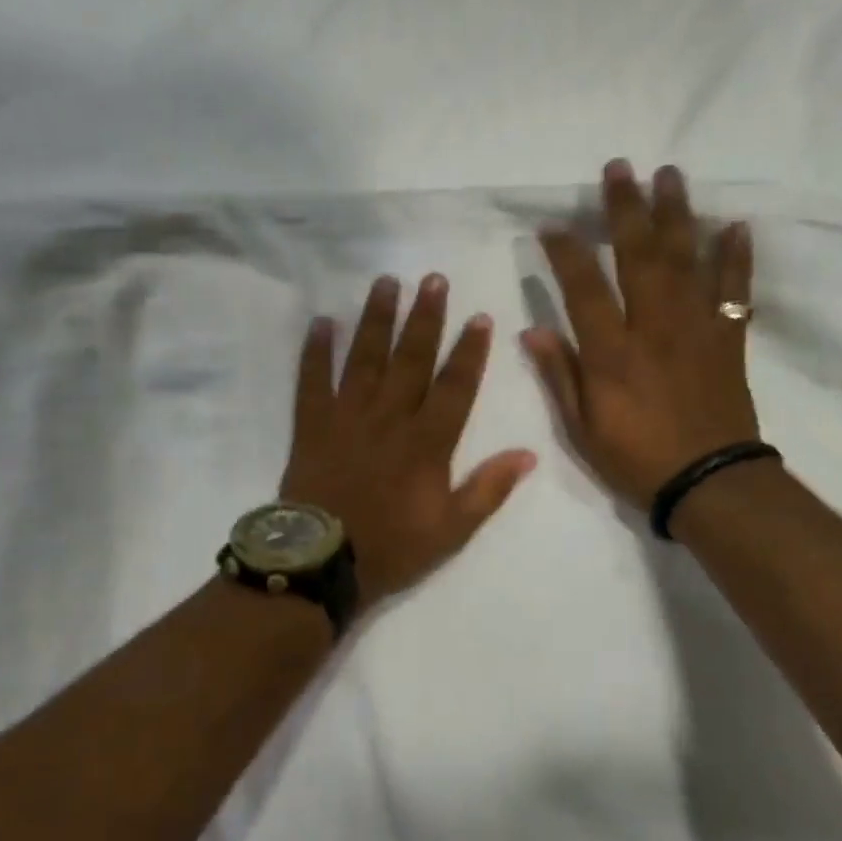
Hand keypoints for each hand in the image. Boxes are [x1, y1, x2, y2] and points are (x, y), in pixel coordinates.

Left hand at [282, 273, 536, 614]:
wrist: (321, 561)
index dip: (469, 351)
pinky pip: (312, 380)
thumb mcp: (452, 530)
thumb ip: (489, 489)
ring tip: (386, 282)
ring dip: (377, 319)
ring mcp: (347, 417)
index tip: (479, 316)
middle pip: (411, 359)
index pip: (455, 386)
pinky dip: (316, 351)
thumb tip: (529, 454)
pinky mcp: (312, 425)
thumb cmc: (392, 547)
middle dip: (425, 318)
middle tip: (433, 279)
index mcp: (427, 442)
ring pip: (365, 358)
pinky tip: (323, 321)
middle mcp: (389, 417)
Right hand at [523, 160, 761, 509]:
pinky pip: (734, 290)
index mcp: (613, 353)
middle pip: (639, 256)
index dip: (566, 252)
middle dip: (626, 209)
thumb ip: (560, 376)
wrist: (709, 483)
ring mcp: (696, 329)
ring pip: (687, 260)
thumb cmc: (637, 460)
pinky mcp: (728, 339)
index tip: (553, 225)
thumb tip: (531, 331)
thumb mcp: (582, 429)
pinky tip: (734, 226)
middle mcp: (655, 328)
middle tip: (620, 168)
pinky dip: (736, 258)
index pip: (584, 287)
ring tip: (670, 175)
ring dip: (677, 214)